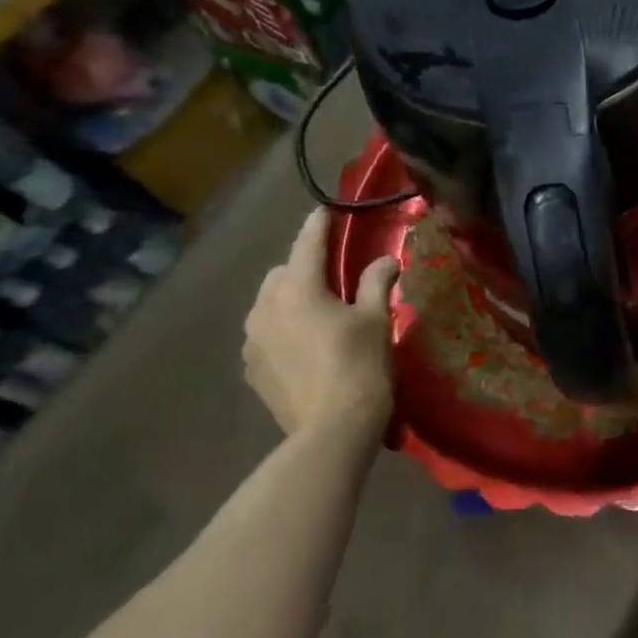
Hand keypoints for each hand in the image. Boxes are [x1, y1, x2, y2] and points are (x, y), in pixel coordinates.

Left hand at [243, 210, 398, 438]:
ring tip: (319, 314)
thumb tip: (386, 259)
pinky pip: (264, 334)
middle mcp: (265, 308)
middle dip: (303, 268)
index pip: (307, 245)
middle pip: (282, 273)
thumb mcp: (376, 320)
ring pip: (269, 304)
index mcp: (298, 289)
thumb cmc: (360, 365)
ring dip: (290, 300)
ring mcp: (252, 340)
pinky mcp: (251, 368)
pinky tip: (306, 346)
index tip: (324, 209)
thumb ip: (376, 283)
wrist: (333, 428)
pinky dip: (282, 329)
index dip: (318, 225)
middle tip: (333, 278)